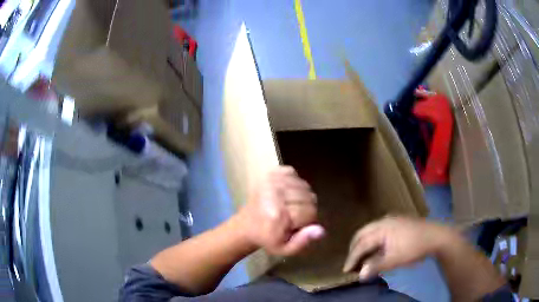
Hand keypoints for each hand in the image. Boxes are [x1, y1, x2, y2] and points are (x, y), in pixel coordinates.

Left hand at [236, 166, 324, 255]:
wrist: (246, 225)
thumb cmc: (267, 238)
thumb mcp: (284, 249)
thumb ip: (303, 241)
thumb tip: (321, 230)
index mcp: (278, 214)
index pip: (310, 212)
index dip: (307, 221)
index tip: (296, 226)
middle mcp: (275, 194)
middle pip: (310, 197)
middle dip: (306, 208)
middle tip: (293, 216)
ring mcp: (271, 181)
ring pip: (304, 185)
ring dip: (301, 196)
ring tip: (289, 205)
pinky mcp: (269, 173)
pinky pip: (293, 173)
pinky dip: (294, 182)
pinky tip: (286, 193)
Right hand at [343, 216, 455, 279]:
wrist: (435, 236)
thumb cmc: (414, 248)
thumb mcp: (395, 260)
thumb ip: (376, 266)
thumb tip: (360, 275)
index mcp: (382, 228)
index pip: (362, 244)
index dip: (352, 257)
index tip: (346, 270)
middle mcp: (384, 221)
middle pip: (362, 233)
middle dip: (354, 247)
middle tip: (351, 261)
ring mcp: (391, 219)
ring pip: (370, 230)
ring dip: (363, 243)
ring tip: (360, 256)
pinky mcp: (397, 222)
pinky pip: (378, 230)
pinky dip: (372, 240)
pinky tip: (375, 248)